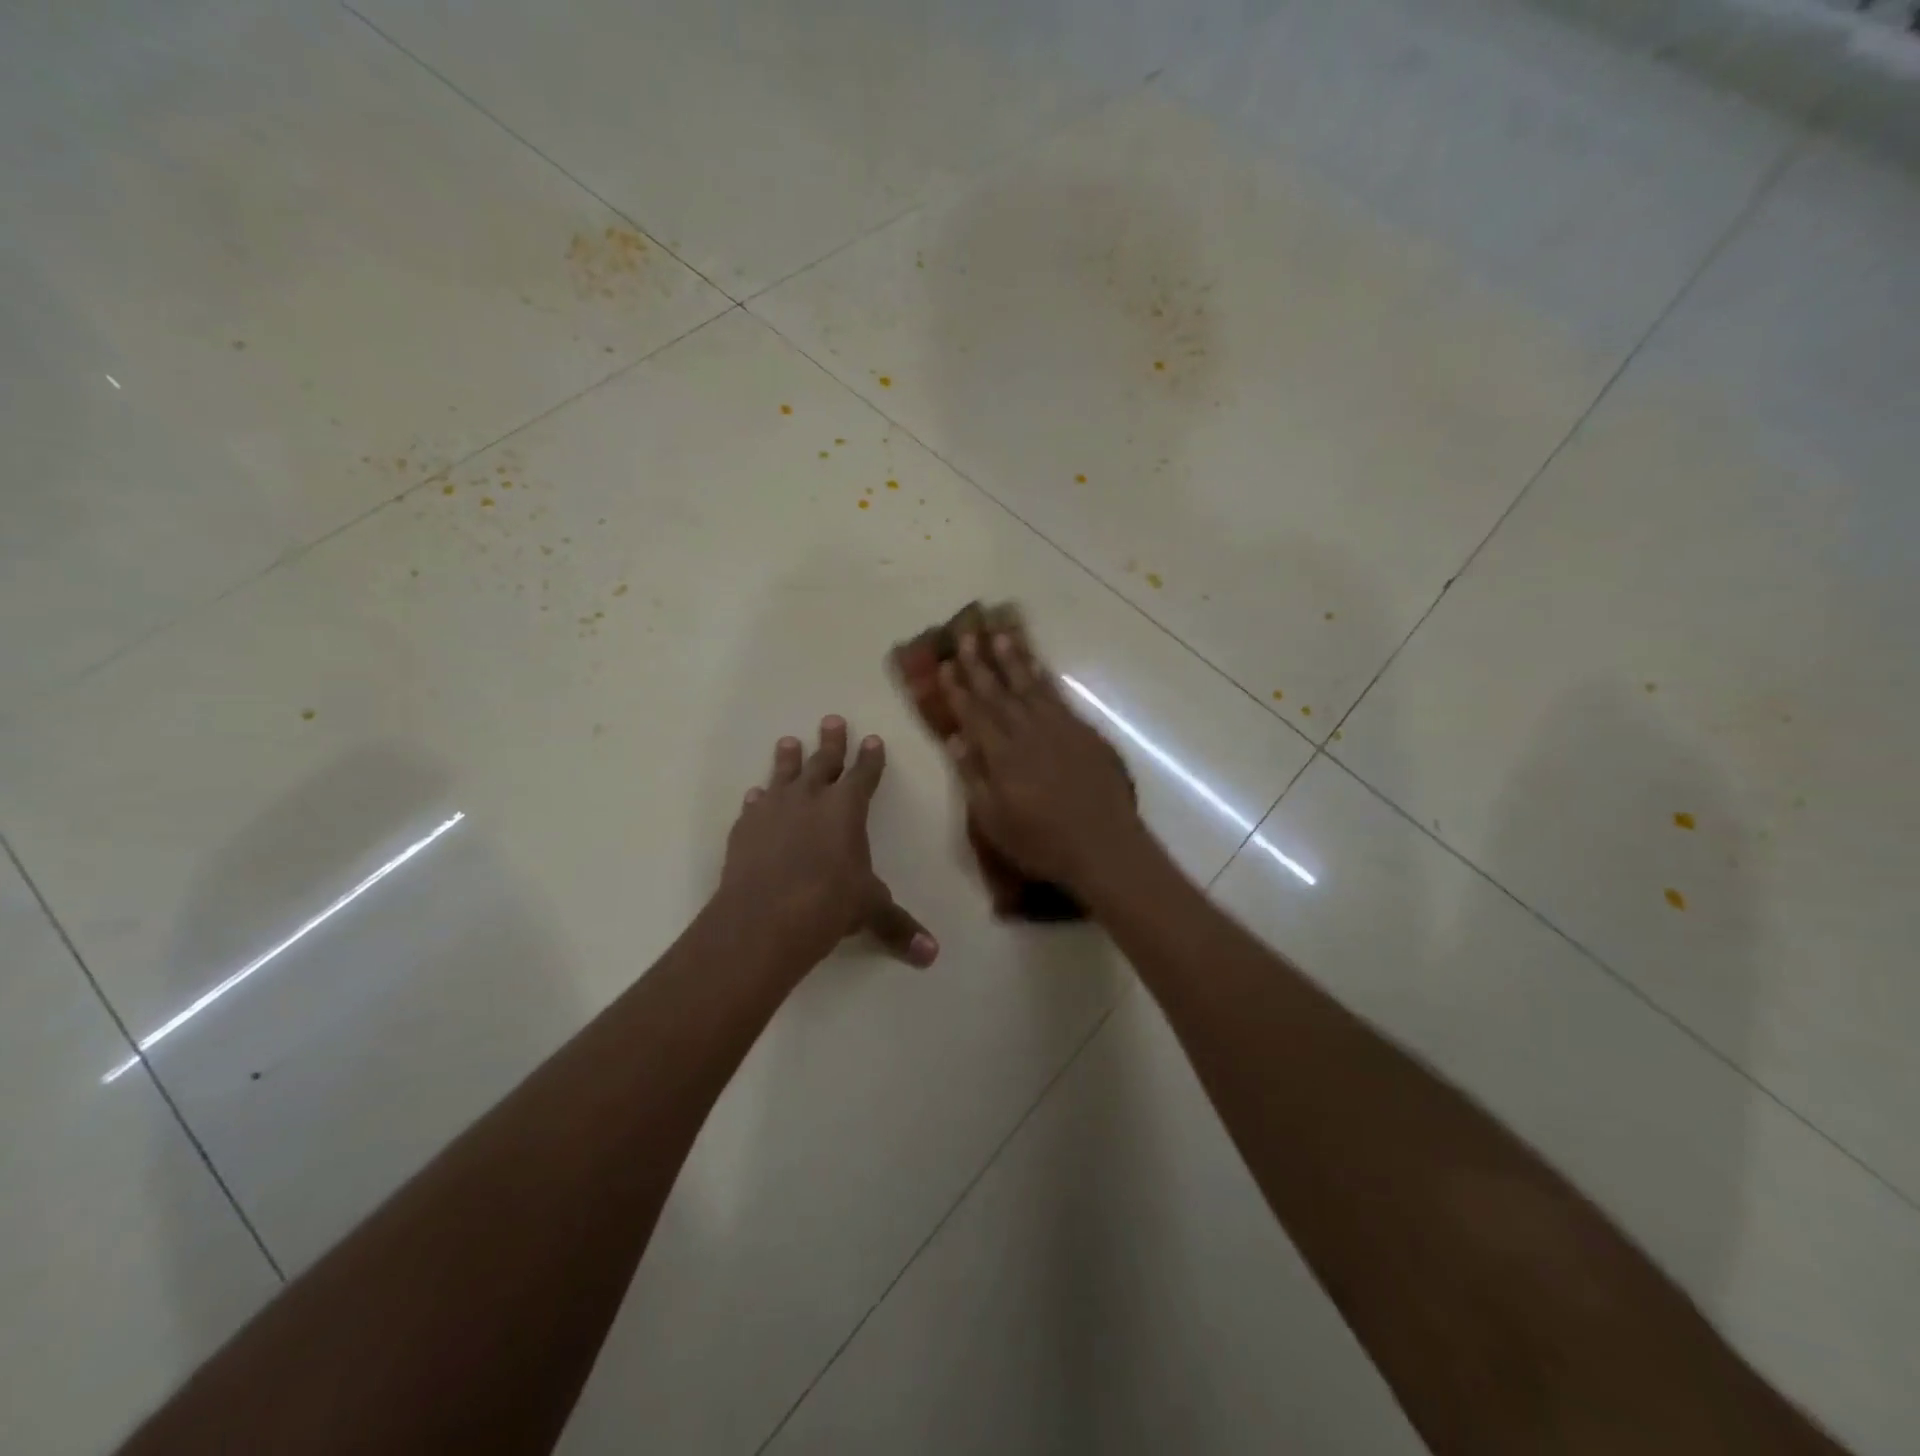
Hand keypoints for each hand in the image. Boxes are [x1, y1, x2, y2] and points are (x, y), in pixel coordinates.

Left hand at [718, 717, 937, 973]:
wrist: (763, 919)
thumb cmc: (828, 905)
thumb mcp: (869, 912)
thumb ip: (899, 928)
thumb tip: (932, 955)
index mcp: (847, 809)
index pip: (864, 775)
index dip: (870, 758)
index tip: (872, 739)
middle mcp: (810, 800)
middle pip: (823, 762)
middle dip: (831, 742)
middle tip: (831, 720)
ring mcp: (773, 811)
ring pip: (783, 775)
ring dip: (788, 758)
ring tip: (788, 742)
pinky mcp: (745, 829)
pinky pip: (754, 805)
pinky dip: (758, 798)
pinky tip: (756, 795)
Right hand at [941, 634, 1145, 895]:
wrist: (1104, 845)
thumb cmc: (1041, 842)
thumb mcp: (994, 821)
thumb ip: (973, 777)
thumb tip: (956, 739)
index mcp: (1001, 755)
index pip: (973, 714)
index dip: (957, 689)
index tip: (945, 665)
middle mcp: (1027, 732)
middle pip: (998, 692)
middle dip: (980, 664)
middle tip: (967, 635)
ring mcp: (1059, 728)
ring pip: (1030, 686)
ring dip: (1013, 660)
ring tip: (1000, 635)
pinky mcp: (1084, 732)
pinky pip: (1058, 696)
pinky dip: (1044, 678)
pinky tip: (1037, 667)